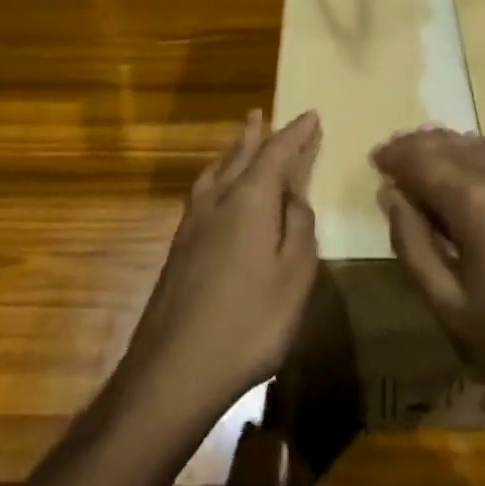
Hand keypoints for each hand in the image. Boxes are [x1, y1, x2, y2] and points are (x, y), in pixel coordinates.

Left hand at [117, 110, 321, 425]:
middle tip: (261, 114)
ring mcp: (192, 225)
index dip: (296, 133)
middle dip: (255, 135)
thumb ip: (299, 228)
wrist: (173, 371)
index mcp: (249, 200)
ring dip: (231, 153)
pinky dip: (216, 177)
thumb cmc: (248, 322)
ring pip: (215, 173)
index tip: (311, 115)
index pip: (277, 153)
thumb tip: (294, 198)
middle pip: (239, 156)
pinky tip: (215, 191)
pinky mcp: (178, 249)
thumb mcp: (294, 275)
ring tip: (239, 141)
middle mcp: (217, 201)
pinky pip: (203, 193)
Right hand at [373, 129, 484, 408]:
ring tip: (435, 158)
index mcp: (477, 200)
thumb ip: (413, 244)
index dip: (394, 157)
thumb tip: (392, 195)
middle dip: (421, 146)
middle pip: (454, 144)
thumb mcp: (451, 309)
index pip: (421, 159)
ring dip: (456, 150)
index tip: (377, 160)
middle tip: (399, 154)